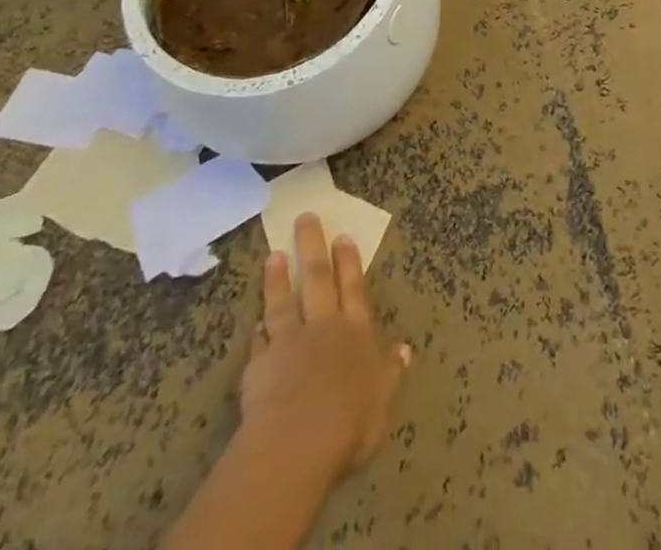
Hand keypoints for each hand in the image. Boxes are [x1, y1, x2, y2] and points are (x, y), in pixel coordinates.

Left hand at [239, 214, 410, 481]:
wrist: (297, 442)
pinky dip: (259, 331)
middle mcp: (323, 328)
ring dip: (278, 279)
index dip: (349, 263)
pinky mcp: (259, 365)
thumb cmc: (350, 422)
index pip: (354, 289)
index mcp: (356, 333)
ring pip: (284, 302)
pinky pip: (259, 343)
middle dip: (313, 248)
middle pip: (318, 280)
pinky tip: (255, 323)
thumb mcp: (383, 399)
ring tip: (274, 254)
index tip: (342, 236)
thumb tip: (404, 347)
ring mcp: (289, 343)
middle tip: (305, 218)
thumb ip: (391, 372)